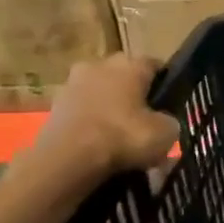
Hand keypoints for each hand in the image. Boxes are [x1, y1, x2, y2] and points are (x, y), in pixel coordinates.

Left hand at [32, 55, 180, 178]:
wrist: (68, 158)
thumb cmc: (124, 136)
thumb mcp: (166, 133)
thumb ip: (169, 121)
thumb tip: (164, 122)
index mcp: (130, 64)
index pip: (155, 66)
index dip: (165, 84)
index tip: (170, 104)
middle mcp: (100, 65)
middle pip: (124, 77)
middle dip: (134, 95)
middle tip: (144, 122)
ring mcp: (72, 84)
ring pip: (101, 94)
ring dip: (109, 109)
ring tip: (120, 138)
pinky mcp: (53, 106)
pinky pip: (82, 112)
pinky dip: (91, 124)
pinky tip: (99, 146)